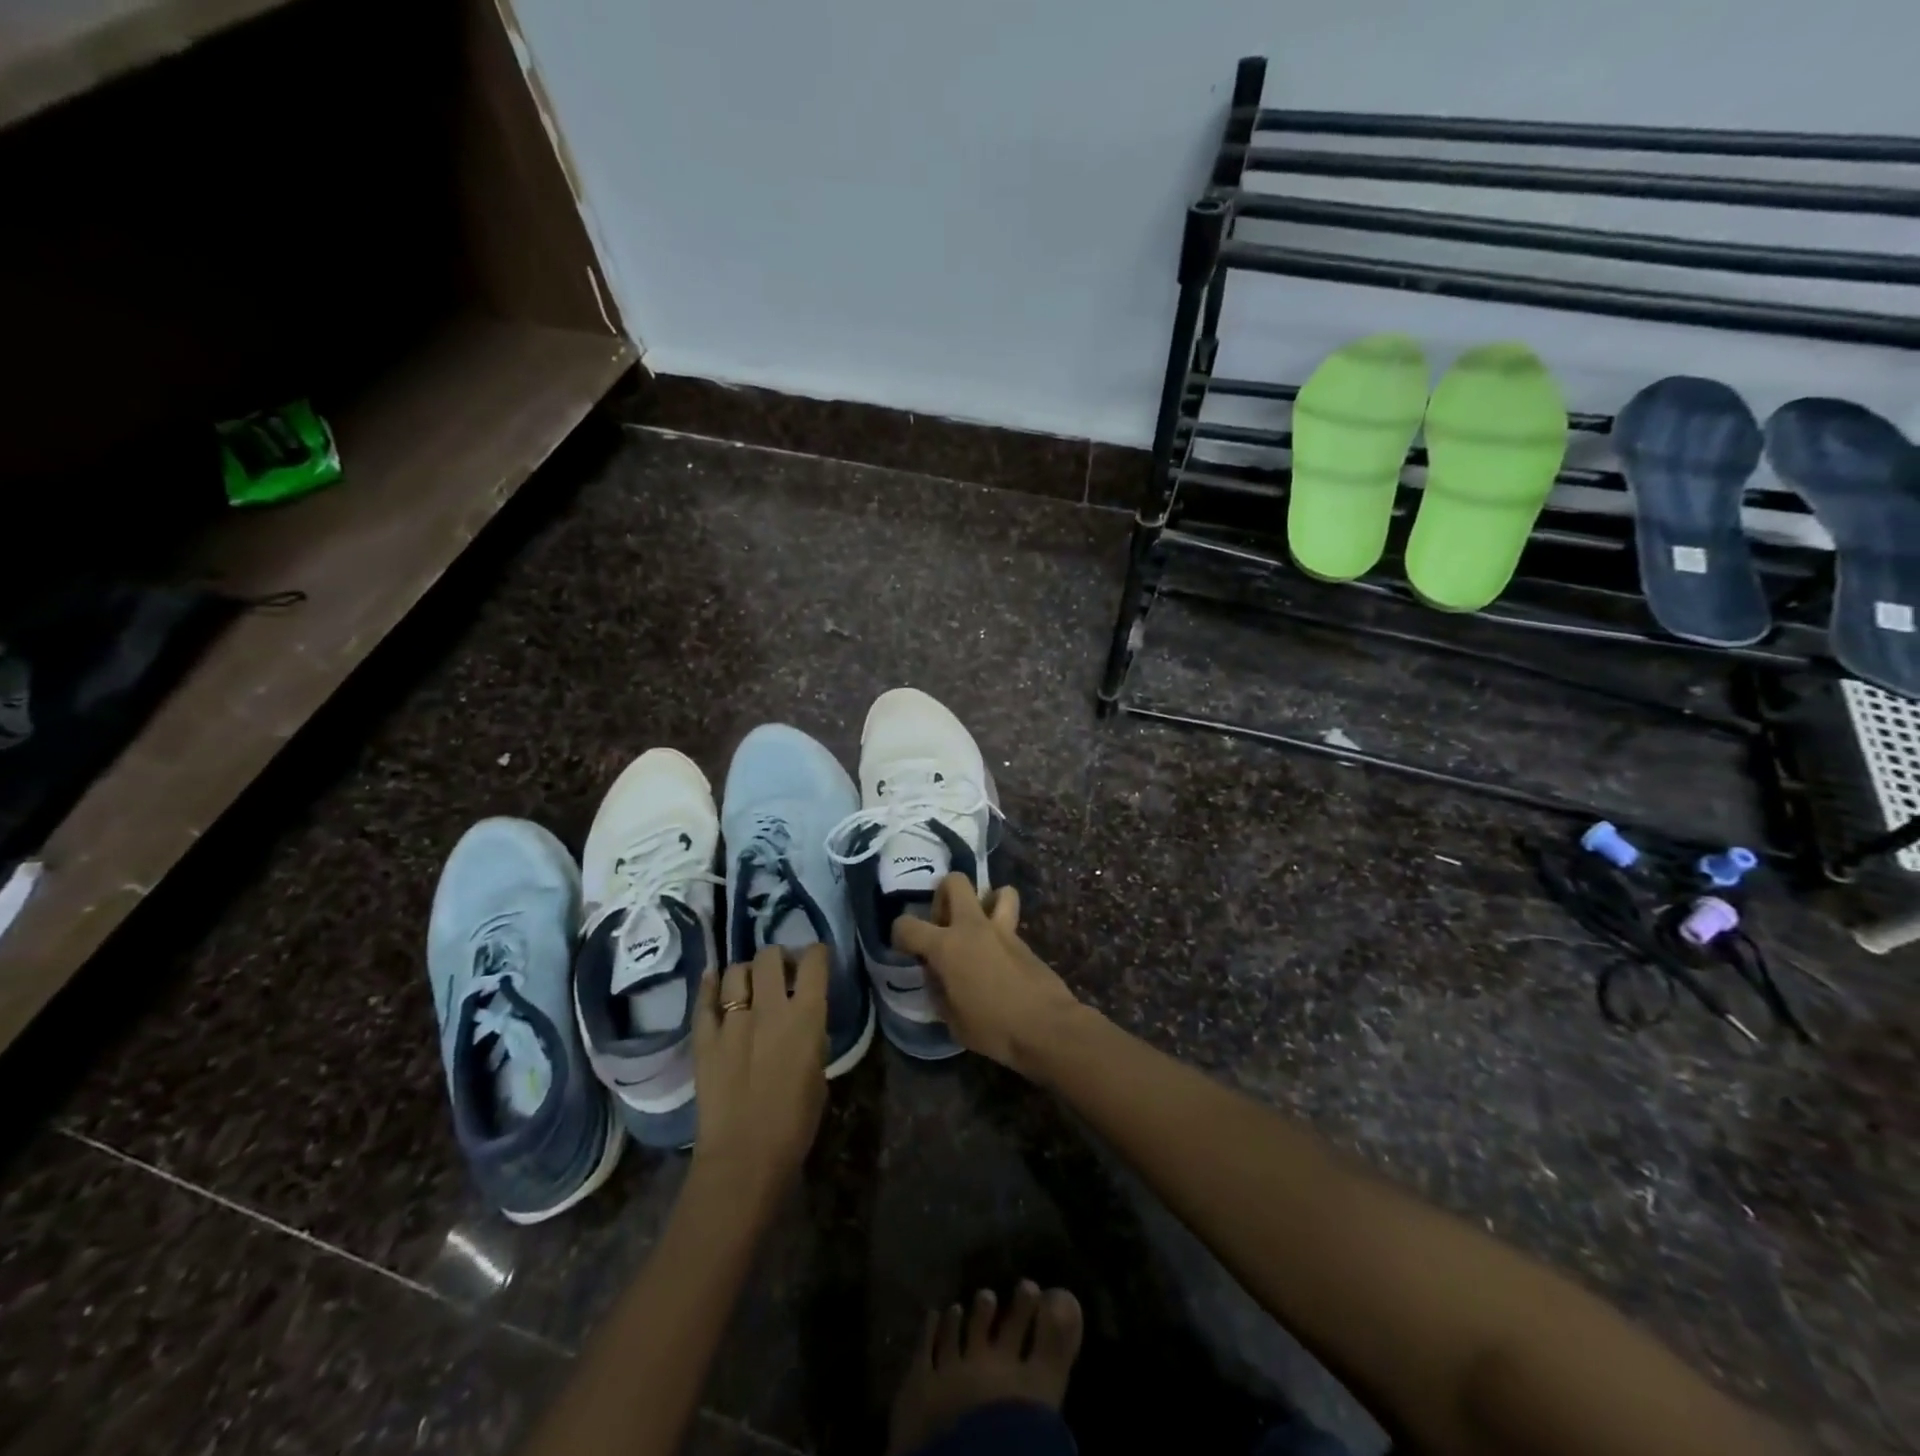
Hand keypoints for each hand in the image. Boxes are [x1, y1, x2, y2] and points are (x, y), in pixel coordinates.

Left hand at [691, 944, 828, 1207]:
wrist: (745, 1157)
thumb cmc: (795, 1123)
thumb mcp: (819, 1074)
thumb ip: (811, 1038)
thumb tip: (804, 1023)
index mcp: (806, 1016)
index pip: (814, 962)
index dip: (816, 953)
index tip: (816, 959)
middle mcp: (770, 1007)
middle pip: (770, 956)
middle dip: (777, 957)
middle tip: (780, 972)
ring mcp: (732, 1021)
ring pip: (736, 971)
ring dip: (746, 972)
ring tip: (749, 984)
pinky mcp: (704, 1038)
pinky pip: (705, 1000)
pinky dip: (710, 985)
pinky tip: (714, 979)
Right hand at [890, 875, 1082, 1077]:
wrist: (1045, 1026)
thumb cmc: (993, 1028)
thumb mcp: (952, 1020)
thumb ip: (938, 990)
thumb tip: (936, 975)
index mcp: (946, 947)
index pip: (907, 926)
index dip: (899, 935)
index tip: (905, 948)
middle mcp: (972, 927)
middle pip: (955, 882)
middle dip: (943, 896)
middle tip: (943, 925)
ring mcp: (1001, 929)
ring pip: (996, 890)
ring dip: (984, 902)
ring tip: (977, 928)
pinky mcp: (1023, 939)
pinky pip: (1009, 919)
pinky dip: (999, 928)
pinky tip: (997, 954)